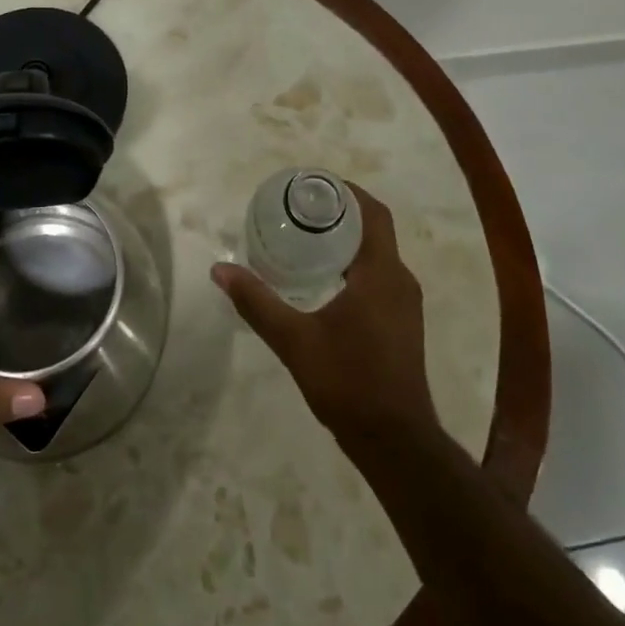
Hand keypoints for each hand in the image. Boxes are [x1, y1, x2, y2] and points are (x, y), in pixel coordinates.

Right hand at [211, 183, 437, 452]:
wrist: (395, 442)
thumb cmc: (348, 382)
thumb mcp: (294, 340)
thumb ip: (256, 302)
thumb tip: (219, 270)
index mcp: (381, 274)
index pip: (373, 213)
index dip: (347, 191)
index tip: (313, 183)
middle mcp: (400, 281)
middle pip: (374, 229)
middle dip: (340, 213)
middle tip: (298, 208)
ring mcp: (405, 304)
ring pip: (377, 254)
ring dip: (347, 239)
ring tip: (305, 236)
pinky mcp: (401, 323)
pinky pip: (379, 276)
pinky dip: (353, 264)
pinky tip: (322, 278)